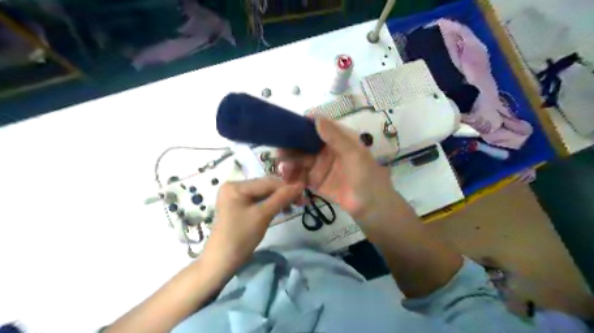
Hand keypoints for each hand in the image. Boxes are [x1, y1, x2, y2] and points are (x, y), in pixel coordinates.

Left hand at [204, 177, 305, 273]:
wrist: (222, 261)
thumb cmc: (241, 237)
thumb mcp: (263, 215)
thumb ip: (281, 198)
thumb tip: (300, 185)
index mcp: (235, 186)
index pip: (267, 182)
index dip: (286, 187)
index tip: (304, 192)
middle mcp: (234, 186)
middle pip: (265, 186)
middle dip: (283, 194)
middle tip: (301, 201)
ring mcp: (235, 196)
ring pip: (263, 194)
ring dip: (278, 199)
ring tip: (292, 207)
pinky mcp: (238, 205)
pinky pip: (258, 201)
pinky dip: (270, 204)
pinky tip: (281, 209)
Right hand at [279, 117, 403, 223]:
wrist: (371, 207)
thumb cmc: (366, 176)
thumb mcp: (354, 153)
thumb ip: (335, 136)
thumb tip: (315, 117)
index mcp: (338, 139)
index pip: (318, 127)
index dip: (303, 125)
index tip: (286, 126)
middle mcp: (327, 151)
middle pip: (305, 144)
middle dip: (291, 146)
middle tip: (277, 150)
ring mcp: (320, 167)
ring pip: (300, 160)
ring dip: (289, 161)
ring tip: (281, 166)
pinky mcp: (315, 182)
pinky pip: (300, 176)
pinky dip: (291, 176)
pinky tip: (286, 177)